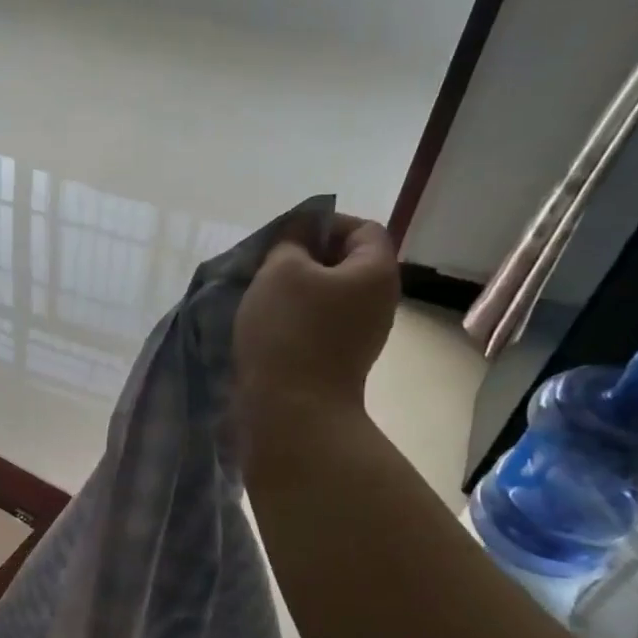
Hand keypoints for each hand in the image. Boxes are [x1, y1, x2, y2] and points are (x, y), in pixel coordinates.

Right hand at [234, 213, 399, 453]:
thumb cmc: (288, 332)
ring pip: (326, 298)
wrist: (291, 412)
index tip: (283, 238)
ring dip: (293, 295)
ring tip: (258, 301)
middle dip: (303, 260)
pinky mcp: (338, 363)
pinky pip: (317, 328)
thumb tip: (299, 237)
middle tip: (265, 269)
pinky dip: (293, 323)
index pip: (360, 228)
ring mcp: (360, 337)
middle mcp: (378, 303)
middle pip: (344, 264)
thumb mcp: (280, 270)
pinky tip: (264, 331)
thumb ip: (290, 242)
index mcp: (375, 272)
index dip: (322, 224)